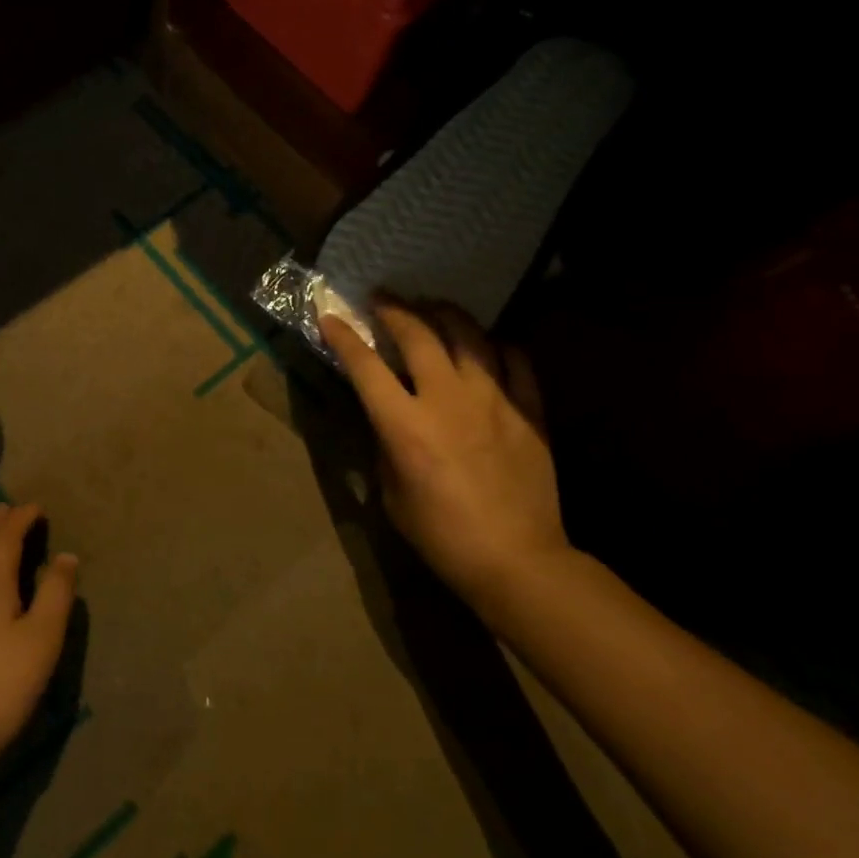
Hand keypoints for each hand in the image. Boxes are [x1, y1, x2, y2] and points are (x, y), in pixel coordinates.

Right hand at [321, 300, 570, 598]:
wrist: (516, 560)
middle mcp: (447, 400)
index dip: (343, 337)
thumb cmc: (440, 534)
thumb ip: (386, 443)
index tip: (329, 316)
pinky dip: (496, 344)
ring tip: (430, 306)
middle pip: (417, 335)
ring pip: (468, 335)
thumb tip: (386, 414)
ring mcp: (493, 400)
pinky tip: (485, 344)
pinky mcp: (529, 410)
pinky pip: (515, 359)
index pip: (365, 366)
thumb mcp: (391, 491)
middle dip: (393, 308)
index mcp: (405, 426)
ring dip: (443, 313)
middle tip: (381, 297)